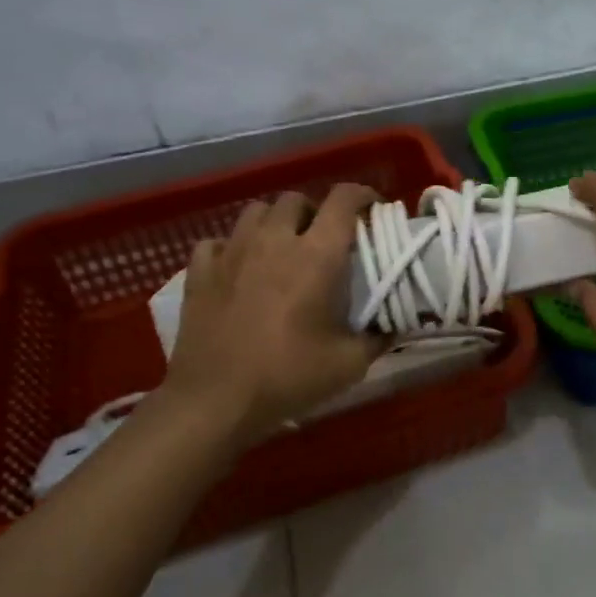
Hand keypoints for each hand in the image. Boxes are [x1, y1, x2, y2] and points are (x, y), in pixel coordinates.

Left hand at [159, 185, 384, 445]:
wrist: (215, 401)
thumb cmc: (288, 377)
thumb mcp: (349, 364)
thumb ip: (378, 338)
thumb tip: (396, 326)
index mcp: (316, 254)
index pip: (344, 199)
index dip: (362, 195)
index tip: (372, 210)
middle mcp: (274, 240)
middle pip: (296, 199)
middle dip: (315, 212)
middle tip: (324, 240)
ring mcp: (231, 251)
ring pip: (256, 211)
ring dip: (274, 222)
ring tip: (281, 248)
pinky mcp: (199, 271)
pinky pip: (217, 241)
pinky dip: (231, 247)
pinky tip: (238, 268)